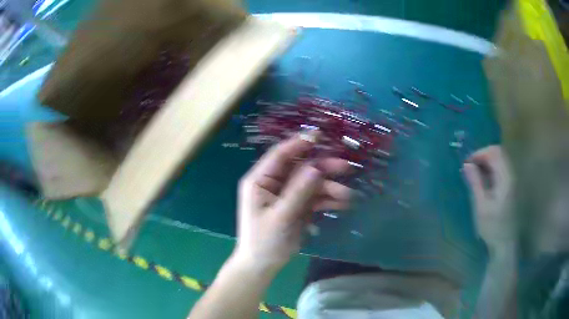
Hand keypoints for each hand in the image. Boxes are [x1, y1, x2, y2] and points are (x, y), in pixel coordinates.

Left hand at [233, 132, 351, 274]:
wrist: (263, 265)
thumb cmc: (264, 241)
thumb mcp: (281, 216)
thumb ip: (298, 192)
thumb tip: (316, 167)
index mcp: (260, 180)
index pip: (280, 155)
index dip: (299, 143)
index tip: (320, 135)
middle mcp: (273, 183)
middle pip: (300, 168)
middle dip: (323, 168)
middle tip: (346, 167)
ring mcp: (287, 195)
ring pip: (311, 183)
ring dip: (329, 187)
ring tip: (347, 195)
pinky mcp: (297, 206)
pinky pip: (314, 198)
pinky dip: (327, 200)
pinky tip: (342, 204)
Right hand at [463, 146, 515, 250]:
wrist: (505, 243)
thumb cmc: (493, 228)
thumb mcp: (481, 207)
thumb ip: (475, 183)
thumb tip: (466, 165)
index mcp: (506, 179)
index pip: (495, 153)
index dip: (481, 153)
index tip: (468, 164)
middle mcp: (511, 176)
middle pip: (498, 154)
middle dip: (483, 157)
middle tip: (470, 169)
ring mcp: (512, 181)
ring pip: (499, 161)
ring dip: (486, 164)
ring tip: (474, 176)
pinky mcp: (511, 186)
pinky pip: (500, 170)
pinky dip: (490, 171)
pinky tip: (483, 182)